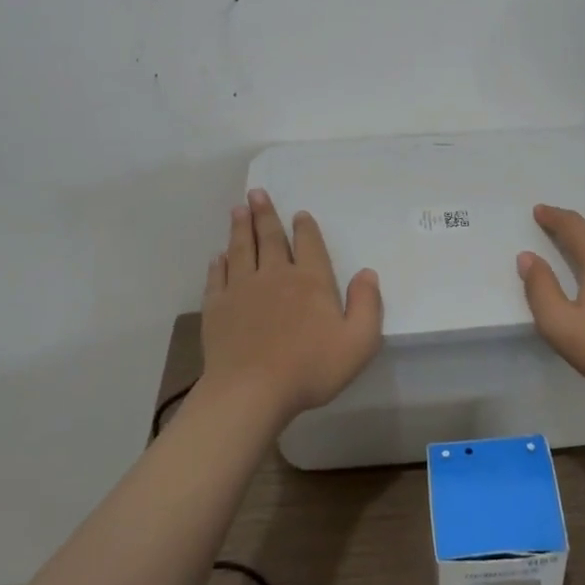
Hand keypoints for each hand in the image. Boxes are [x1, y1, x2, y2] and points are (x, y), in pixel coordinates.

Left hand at [201, 188, 384, 422]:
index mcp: (311, 281)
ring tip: (237, 209)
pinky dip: (219, 263)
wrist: (251, 391)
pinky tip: (218, 256)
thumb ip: (367, 305)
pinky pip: (218, 277)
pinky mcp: (217, 307)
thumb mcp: (358, 342)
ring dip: (239, 228)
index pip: (308, 245)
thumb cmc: (310, 368)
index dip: (304, 228)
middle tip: (256, 193)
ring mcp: (242, 289)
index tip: (298, 214)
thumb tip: (367, 273)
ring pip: (241, 249)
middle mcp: (275, 275)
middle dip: (264, 214)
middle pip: (269, 238)